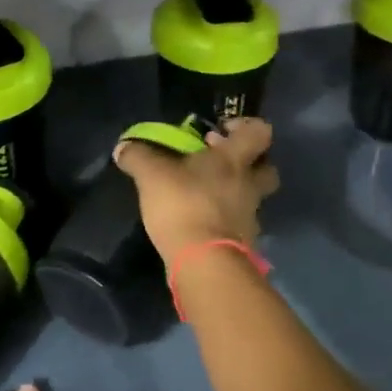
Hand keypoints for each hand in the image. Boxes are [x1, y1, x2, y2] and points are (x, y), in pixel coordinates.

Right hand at [113, 116, 279, 267]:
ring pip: (252, 198)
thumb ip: (138, 156)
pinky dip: (224, 222)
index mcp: (234, 159)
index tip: (222, 130)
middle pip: (267, 168)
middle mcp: (250, 185)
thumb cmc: (184, 204)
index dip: (247, 126)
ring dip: (234, 194)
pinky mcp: (244, 245)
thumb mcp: (151, 175)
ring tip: (204, 196)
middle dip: (249, 163)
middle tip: (219, 163)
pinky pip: (238, 225)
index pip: (260, 132)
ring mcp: (250, 217)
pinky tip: (201, 223)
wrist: (205, 264)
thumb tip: (124, 146)